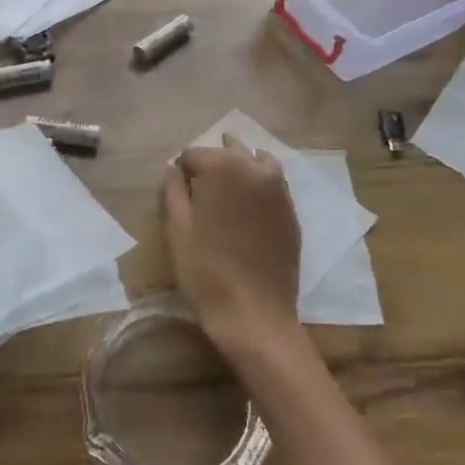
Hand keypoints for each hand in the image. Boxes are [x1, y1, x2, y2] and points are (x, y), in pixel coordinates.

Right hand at [165, 135, 303, 359]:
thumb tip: (174, 168)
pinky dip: (259, 185)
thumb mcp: (176, 228)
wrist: (254, 313)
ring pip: (255, 161)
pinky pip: (273, 184)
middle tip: (199, 193)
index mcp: (223, 167)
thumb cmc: (205, 270)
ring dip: (239, 168)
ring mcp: (279, 189)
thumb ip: (173, 189)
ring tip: (226, 192)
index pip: (193, 154)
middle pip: (228, 151)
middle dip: (212, 165)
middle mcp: (254, 168)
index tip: (177, 193)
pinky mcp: (291, 211)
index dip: (181, 171)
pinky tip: (248, 208)